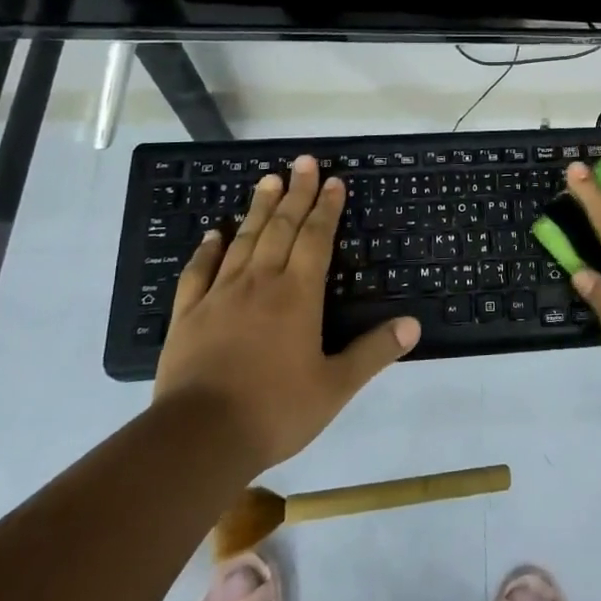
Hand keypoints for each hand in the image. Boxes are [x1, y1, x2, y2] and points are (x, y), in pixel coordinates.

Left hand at [154, 156, 420, 472]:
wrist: (198, 438)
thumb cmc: (275, 410)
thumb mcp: (335, 386)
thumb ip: (373, 352)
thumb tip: (413, 324)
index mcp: (298, 295)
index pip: (316, 239)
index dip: (326, 208)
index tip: (332, 181)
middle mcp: (260, 284)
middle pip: (281, 228)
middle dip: (296, 193)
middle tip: (303, 161)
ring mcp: (220, 296)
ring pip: (243, 241)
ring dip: (258, 209)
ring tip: (268, 180)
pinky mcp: (188, 316)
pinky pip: (198, 272)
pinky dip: (207, 249)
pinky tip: (213, 234)